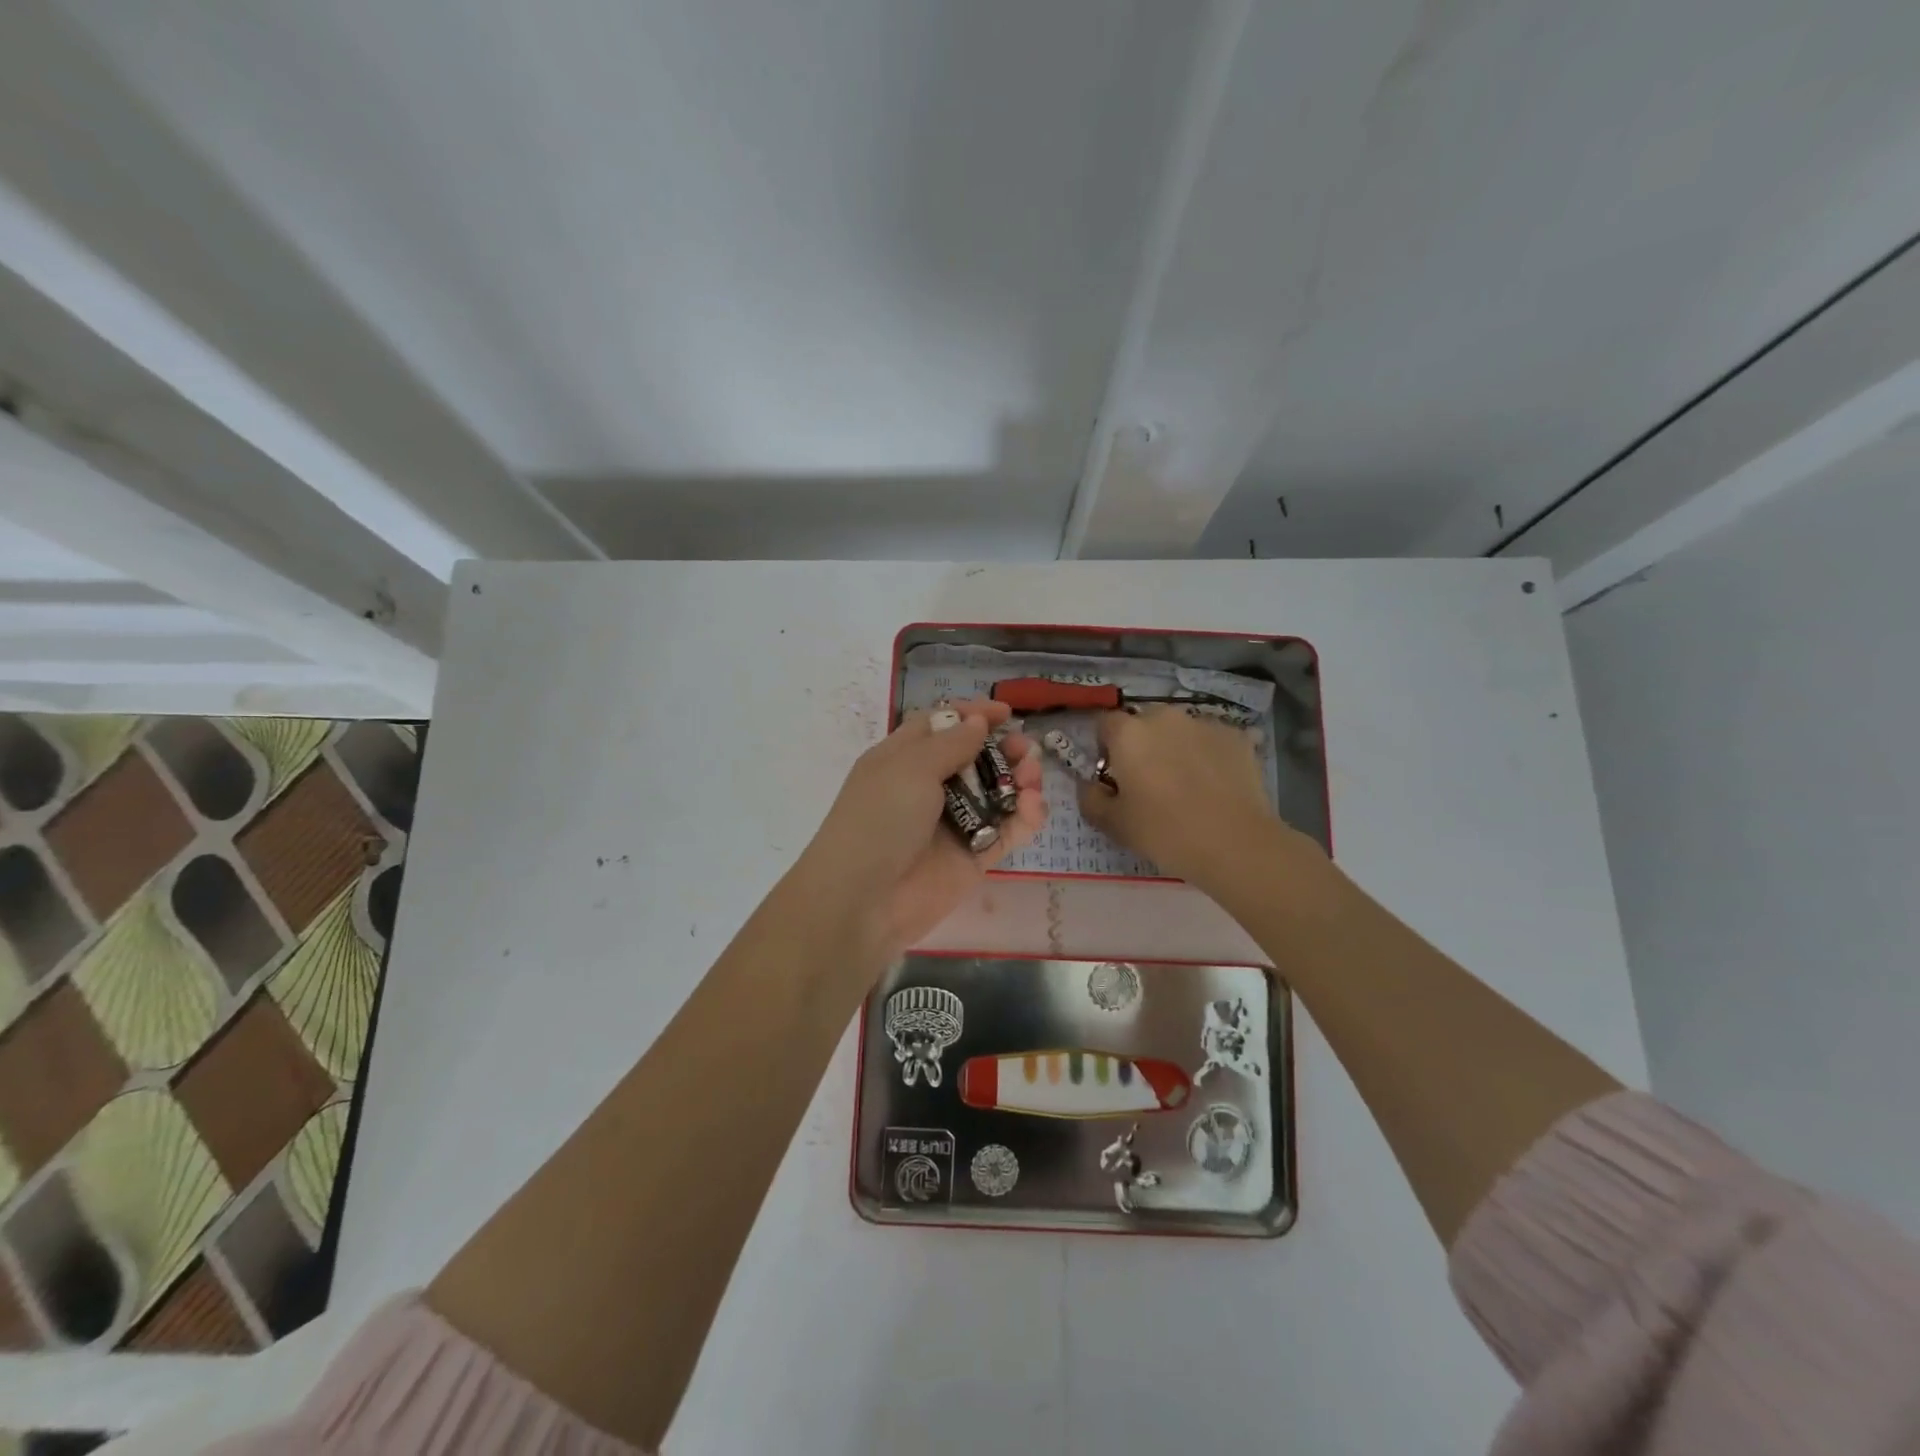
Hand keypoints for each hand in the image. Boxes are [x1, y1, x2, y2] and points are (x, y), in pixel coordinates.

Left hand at [798, 700, 1045, 956]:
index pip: (940, 727)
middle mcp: (928, 788)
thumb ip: (950, 744)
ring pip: (996, 794)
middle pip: (974, 759)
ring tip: (1033, 776)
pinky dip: (1024, 817)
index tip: (1005, 713)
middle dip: (1003, 750)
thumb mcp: (909, 768)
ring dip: (1019, 780)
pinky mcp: (973, 856)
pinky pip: (1006, 831)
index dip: (970, 716)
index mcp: (902, 759)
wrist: (865, 900)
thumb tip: (977, 723)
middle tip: (1026, 748)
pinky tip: (1032, 807)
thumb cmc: (880, 819)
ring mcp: (953, 823)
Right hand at [1077, 706, 1311, 890]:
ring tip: (1188, 785)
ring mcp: (1204, 723)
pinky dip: (1208, 756)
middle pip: (1144, 723)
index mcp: (1128, 733)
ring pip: (1180, 730)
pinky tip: (1216, 786)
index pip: (1104, 724)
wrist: (1235, 844)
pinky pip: (1212, 741)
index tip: (1113, 776)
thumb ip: (1091, 799)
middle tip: (1149, 782)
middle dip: (1143, 745)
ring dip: (1176, 748)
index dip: (1105, 748)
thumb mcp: (1113, 824)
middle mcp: (1164, 717)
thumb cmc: (1164, 832)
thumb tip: (1091, 786)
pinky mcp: (1237, 737)